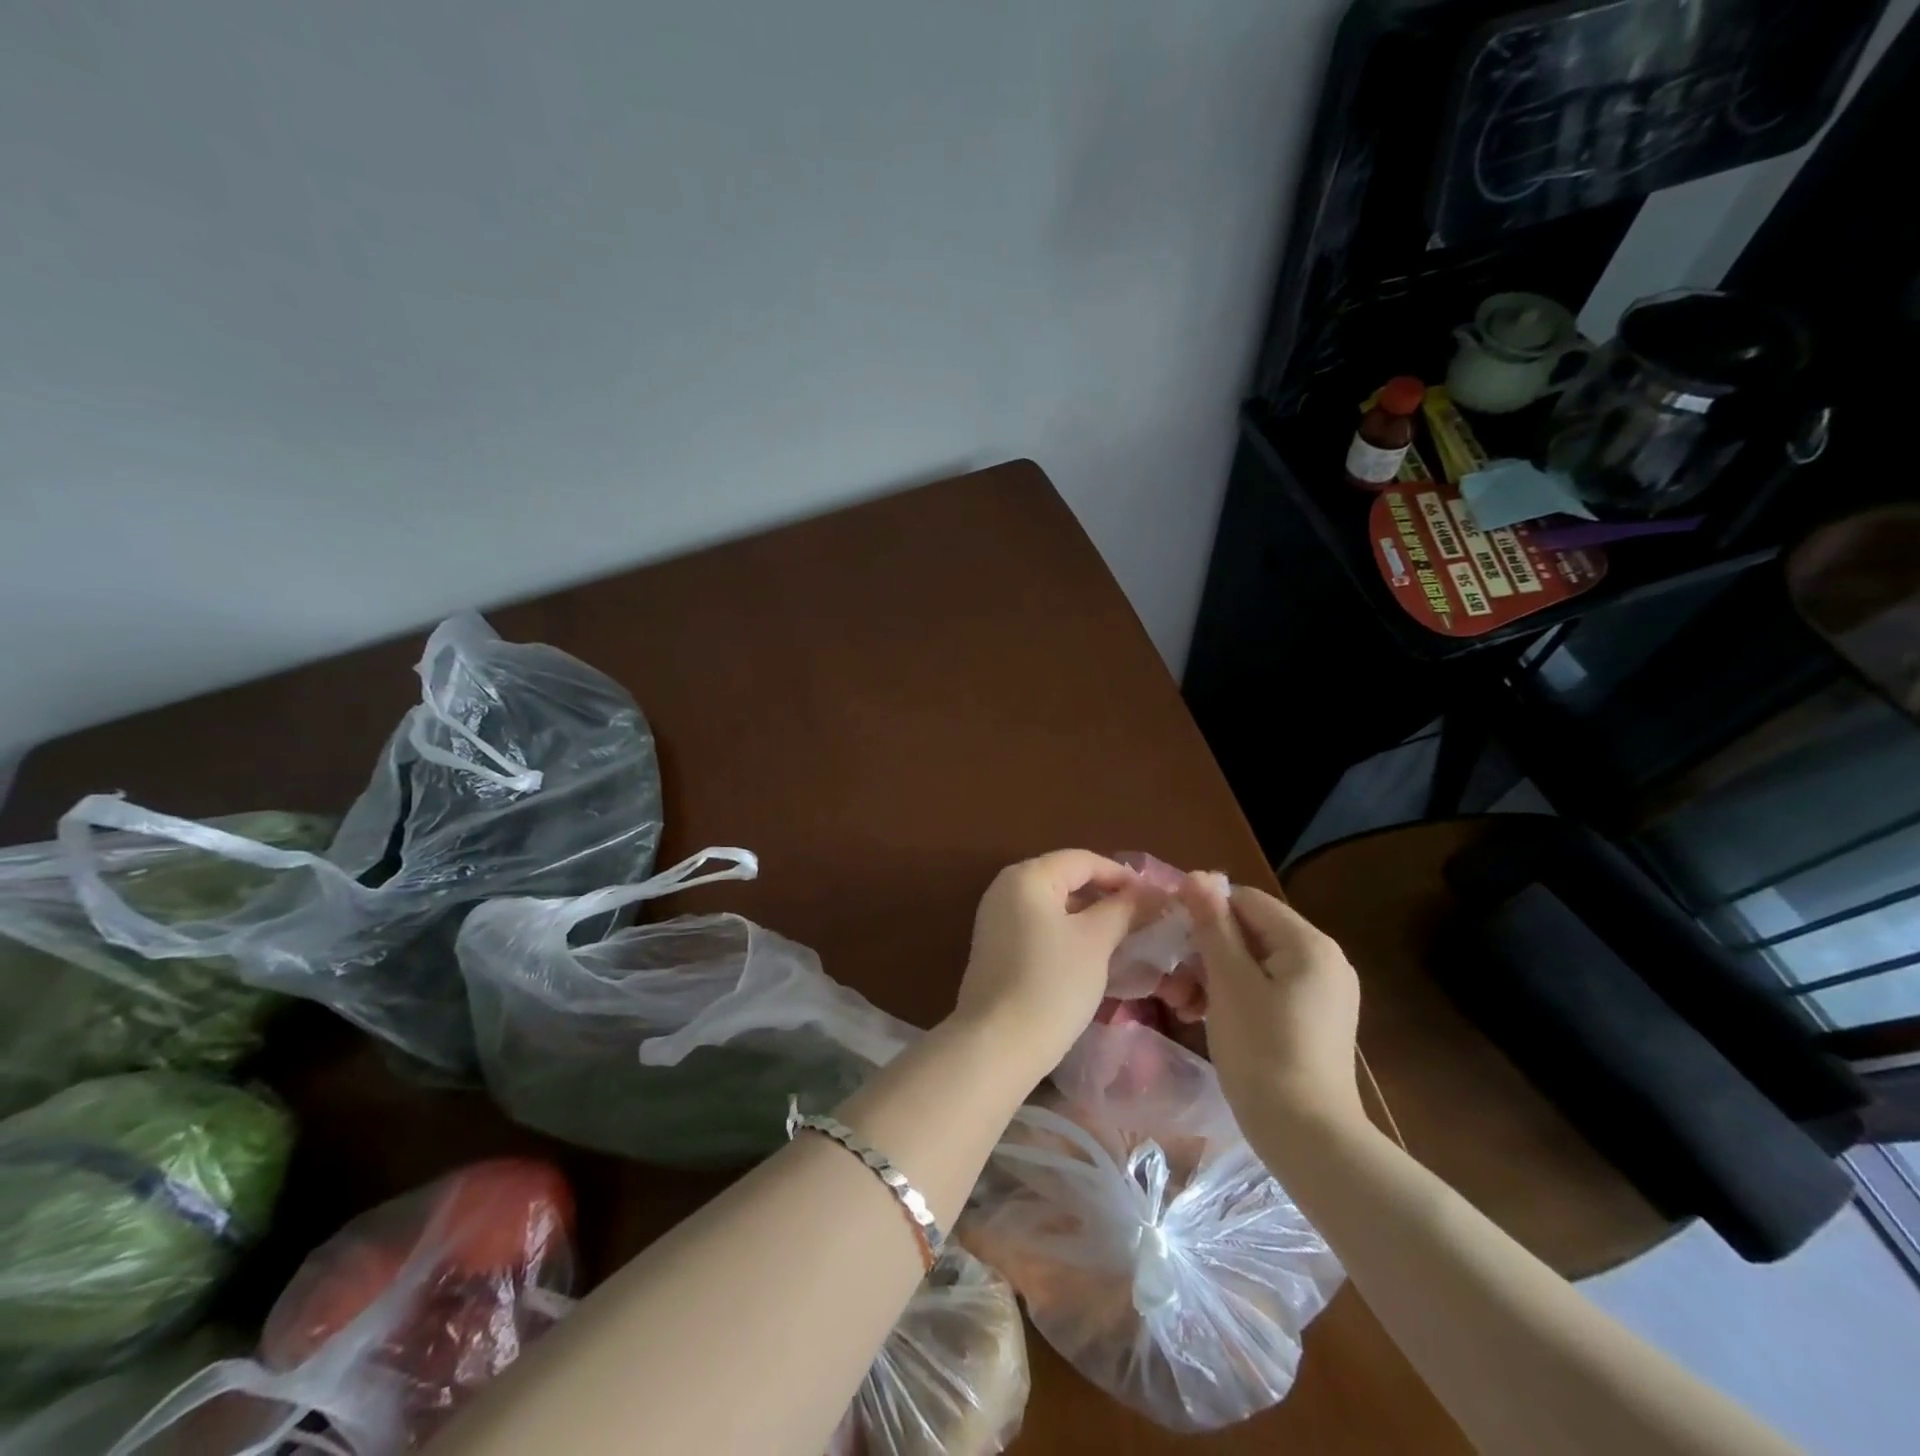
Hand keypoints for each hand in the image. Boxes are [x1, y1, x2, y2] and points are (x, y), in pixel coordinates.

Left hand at [951, 850, 1147, 1081]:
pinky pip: (1040, 929)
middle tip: (1146, 920)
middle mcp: (1006, 888)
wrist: (997, 1045)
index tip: (1158, 899)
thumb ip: (1125, 910)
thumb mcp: (1096, 942)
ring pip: (1055, 907)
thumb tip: (1153, 894)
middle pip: (1067, 880)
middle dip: (1108, 897)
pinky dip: (1069, 935)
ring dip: (1091, 918)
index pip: (1084, 860)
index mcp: (1027, 876)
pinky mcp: (996, 949)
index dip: (1123, 876)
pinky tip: (1094, 958)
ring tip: (1127, 939)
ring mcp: (996, 919)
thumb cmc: (1051, 984)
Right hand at [1180, 875, 1366, 1137]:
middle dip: (1206, 950)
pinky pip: (1268, 987)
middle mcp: (1324, 958)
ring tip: (1184, 1004)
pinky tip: (1207, 1016)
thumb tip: (1197, 875)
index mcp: (1308, 943)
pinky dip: (1236, 994)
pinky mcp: (1316, 1018)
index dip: (1203, 912)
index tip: (1170, 941)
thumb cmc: (1262, 1052)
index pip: (1244, 900)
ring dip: (1214, 974)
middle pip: (1250, 930)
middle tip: (1173, 982)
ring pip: (1255, 961)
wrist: (1309, 1139)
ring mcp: (1323, 990)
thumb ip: (1212, 925)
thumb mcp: (1228, 982)